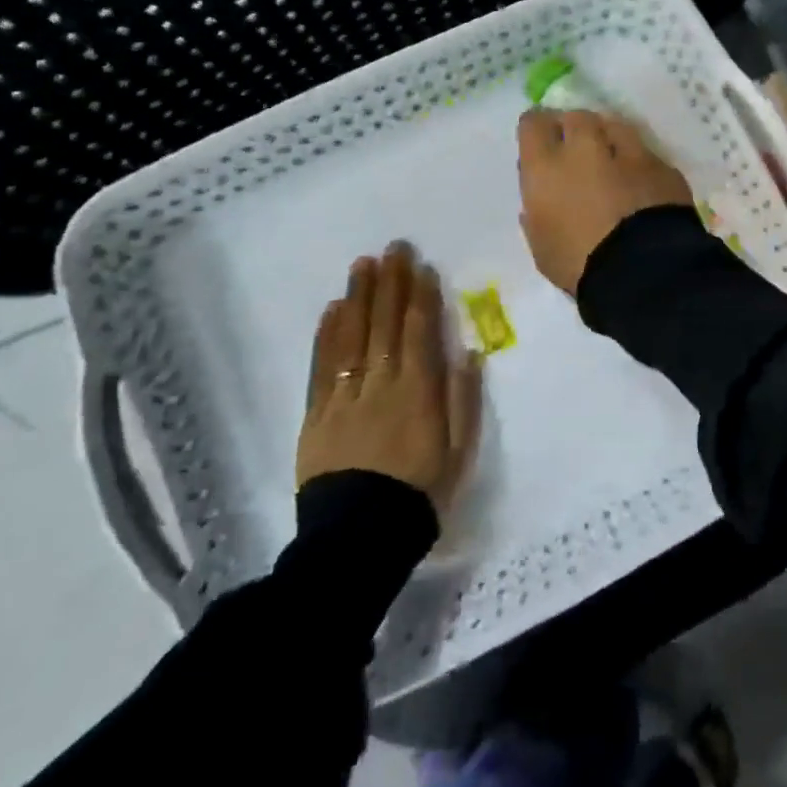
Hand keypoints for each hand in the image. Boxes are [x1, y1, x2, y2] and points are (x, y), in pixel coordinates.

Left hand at [297, 243, 482, 517]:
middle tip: (393, 248)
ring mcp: (345, 396)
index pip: (419, 333)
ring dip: (359, 297)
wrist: (359, 538)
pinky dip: (328, 335)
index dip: (421, 297)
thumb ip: (464, 401)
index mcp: (419, 393)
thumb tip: (468, 353)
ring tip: (363, 264)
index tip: (421, 267)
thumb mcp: (459, 454)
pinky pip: (323, 366)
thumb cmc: (419, 494)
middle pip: (385, 324)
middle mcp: (381, 384)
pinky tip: (333, 309)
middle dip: (391, 283)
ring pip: (353, 336)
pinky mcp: (317, 413)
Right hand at [517, 108, 695, 295]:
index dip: (537, 129)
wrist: (644, 270)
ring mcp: (629, 152)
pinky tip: (642, 184)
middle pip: (576, 117)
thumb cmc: (580, 265)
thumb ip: (537, 214)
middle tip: (577, 150)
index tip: (542, 142)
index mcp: (547, 167)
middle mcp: (586, 148)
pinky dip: (639, 164)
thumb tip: (539, 200)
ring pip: (615, 126)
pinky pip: (645, 155)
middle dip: (575, 128)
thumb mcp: (542, 246)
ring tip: (612, 158)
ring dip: (609, 137)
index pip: (534, 123)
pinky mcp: (663, 166)